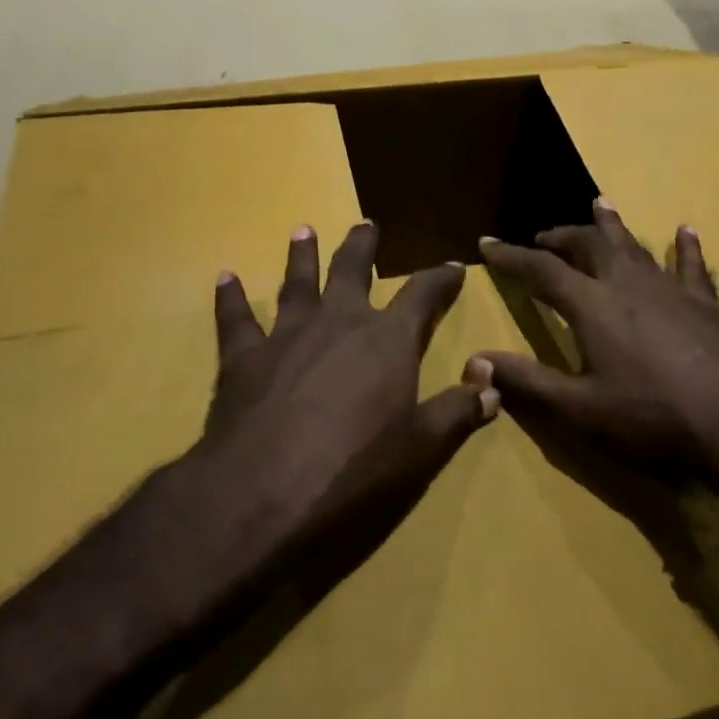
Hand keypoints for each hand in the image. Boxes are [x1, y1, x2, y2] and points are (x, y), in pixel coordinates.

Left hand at [193, 222, 499, 556]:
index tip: (454, 266)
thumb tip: (493, 385)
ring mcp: (287, 335)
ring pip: (297, 283)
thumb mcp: (422, 449)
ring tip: (303, 231)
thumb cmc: (354, 471)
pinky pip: (236, 319)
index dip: (441, 278)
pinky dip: (231, 299)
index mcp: (387, 339)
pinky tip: (225, 279)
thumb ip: (458, 412)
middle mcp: (338, 322)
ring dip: (302, 256)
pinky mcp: (243, 358)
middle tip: (365, 225)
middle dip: (362, 246)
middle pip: (352, 270)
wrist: (262, 494)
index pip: (423, 294)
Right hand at [474, 201, 718, 498]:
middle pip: (588, 246)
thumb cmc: (654, 419)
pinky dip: (685, 247)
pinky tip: (686, 231)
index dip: (511, 256)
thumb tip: (475, 359)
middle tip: (543, 235)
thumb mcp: (581, 409)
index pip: (541, 269)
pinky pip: (692, 266)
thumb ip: (528, 382)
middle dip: (561, 237)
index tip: (487, 243)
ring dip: (612, 225)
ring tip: (599, 204)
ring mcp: (670, 288)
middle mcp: (628, 283)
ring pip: (634, 245)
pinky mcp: (706, 303)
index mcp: (592, 305)